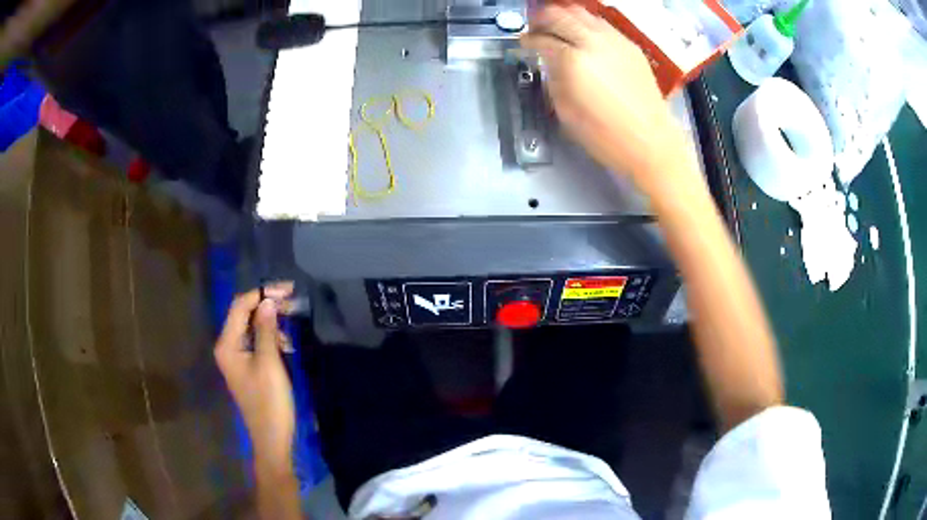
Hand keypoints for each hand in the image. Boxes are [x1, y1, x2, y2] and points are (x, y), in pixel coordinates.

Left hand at [215, 283, 295, 472]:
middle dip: (267, 305)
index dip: (262, 293)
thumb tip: (267, 300)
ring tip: (291, 326)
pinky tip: (285, 344)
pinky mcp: (247, 366)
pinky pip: (256, 341)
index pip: (240, 306)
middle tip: (293, 301)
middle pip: (244, 314)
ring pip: (252, 327)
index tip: (288, 290)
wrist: (272, 437)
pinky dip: (270, 337)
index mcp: (227, 344)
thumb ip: (267, 329)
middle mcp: (227, 346)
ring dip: (271, 321)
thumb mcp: (270, 363)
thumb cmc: (270, 401)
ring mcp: (236, 357)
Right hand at [522, 5, 693, 195]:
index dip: (528, 40)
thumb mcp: (566, 111)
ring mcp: (615, 40)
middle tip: (536, 28)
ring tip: (558, 26)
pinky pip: (602, 24)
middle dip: (542, 19)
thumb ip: (553, 79)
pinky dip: (587, 24)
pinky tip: (584, 36)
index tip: (524, 43)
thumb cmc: (605, 135)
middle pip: (559, 15)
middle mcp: (593, 42)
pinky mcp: (631, 45)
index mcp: (573, 61)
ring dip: (565, 16)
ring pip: (582, 13)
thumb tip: (549, 63)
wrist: (650, 142)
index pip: (541, 39)